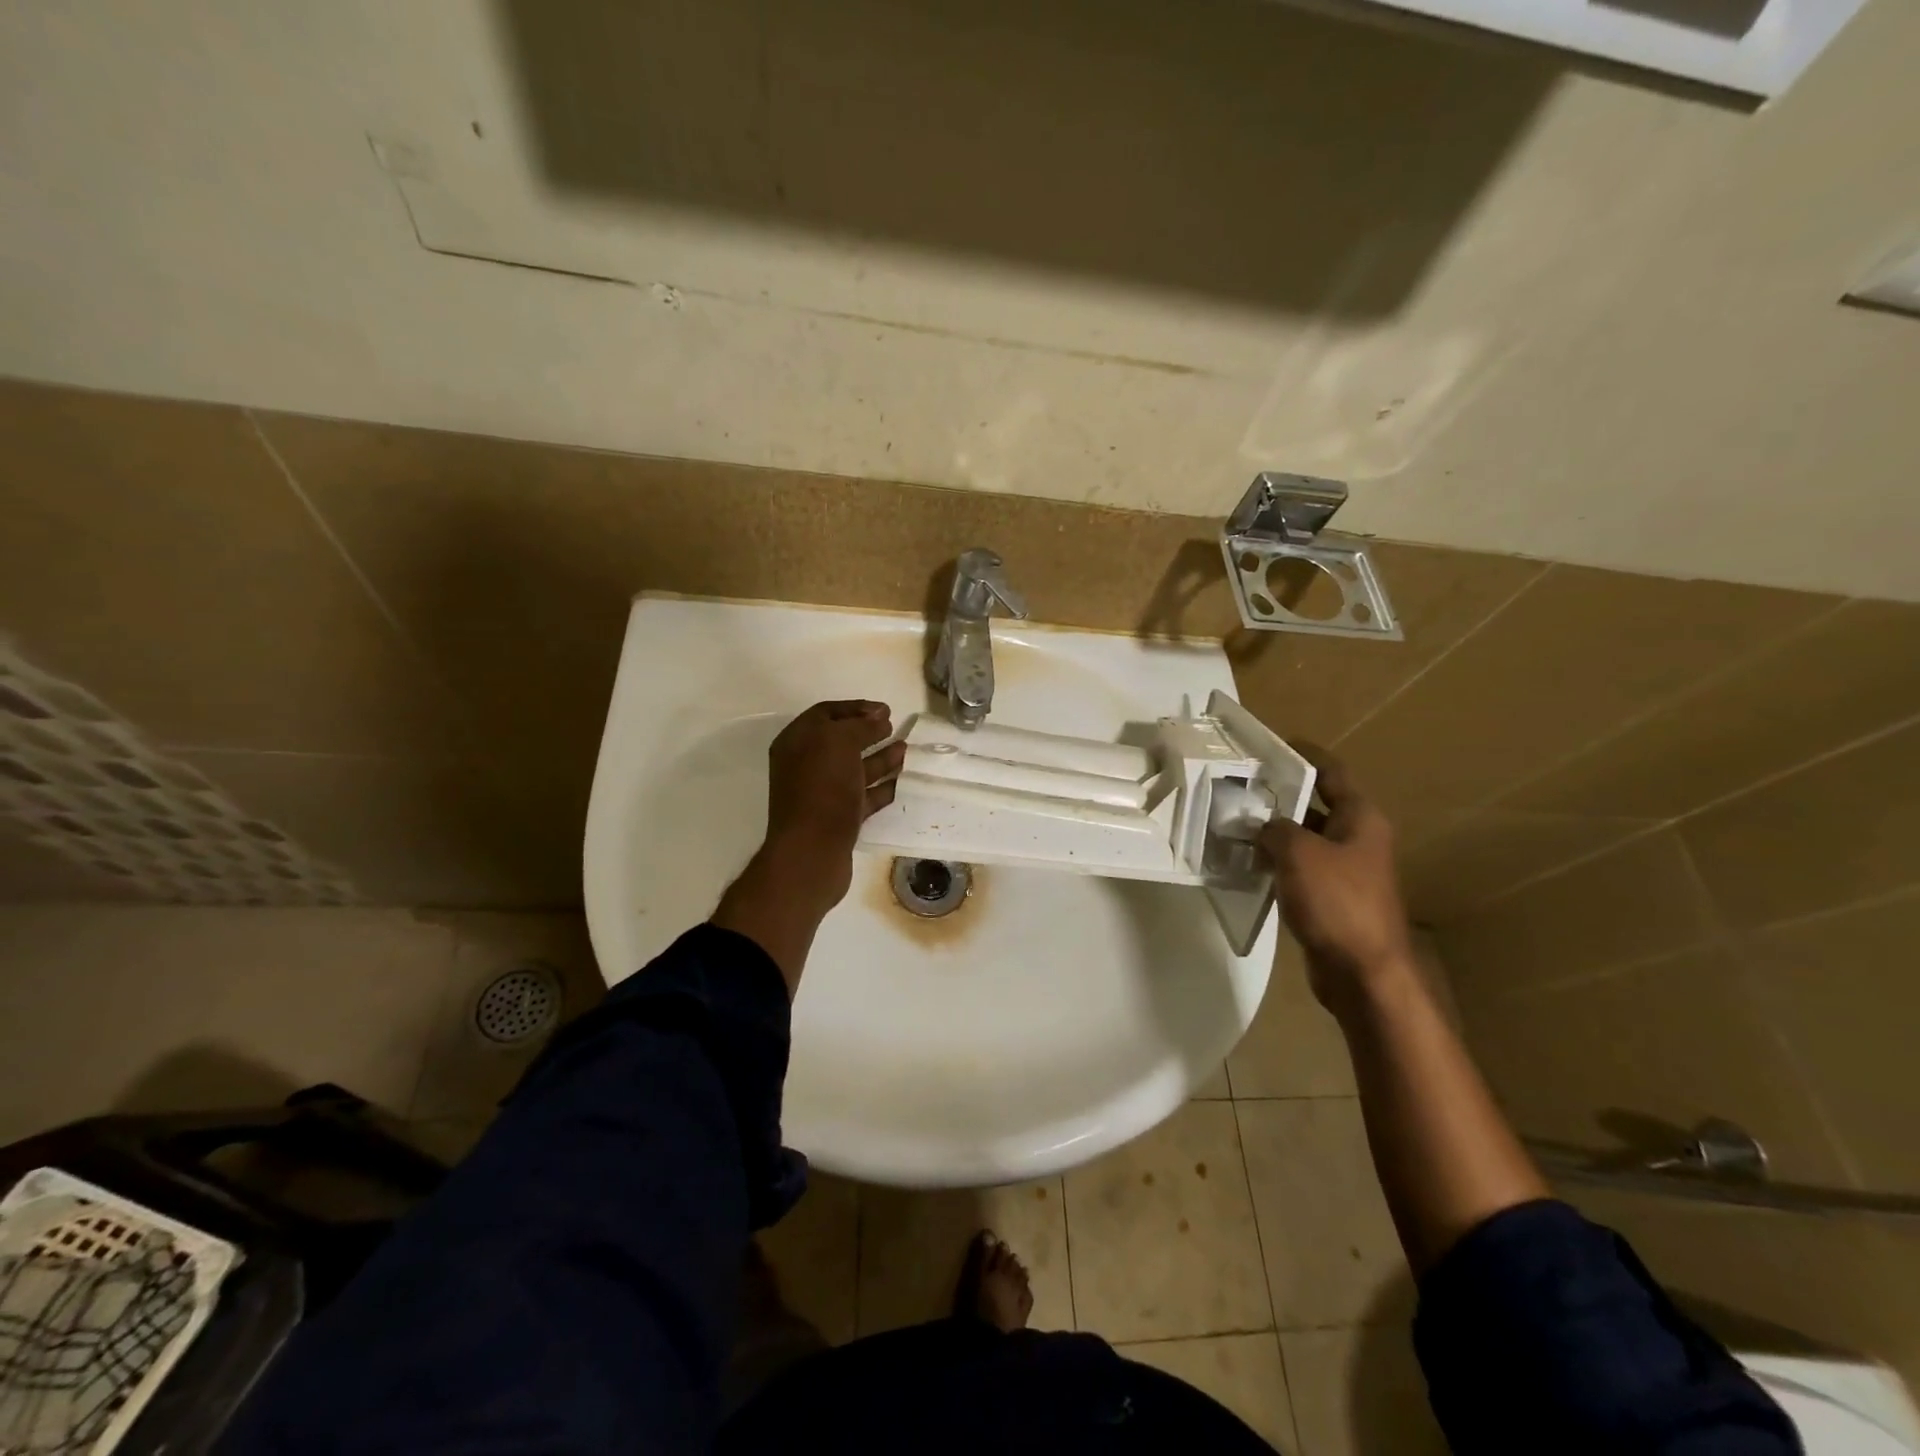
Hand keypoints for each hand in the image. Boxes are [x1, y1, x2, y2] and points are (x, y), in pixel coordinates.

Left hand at [763, 700, 904, 909]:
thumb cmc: (822, 789)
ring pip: (853, 769)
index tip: (886, 710)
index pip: (825, 713)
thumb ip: (860, 725)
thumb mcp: (839, 742)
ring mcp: (821, 794)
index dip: (855, 708)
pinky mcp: (837, 819)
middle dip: (868, 732)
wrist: (812, 852)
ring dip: (880, 758)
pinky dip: (881, 787)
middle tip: (894, 727)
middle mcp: (805, 765)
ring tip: (906, 750)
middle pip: (840, 741)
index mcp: (796, 742)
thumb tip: (878, 717)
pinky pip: (862, 796)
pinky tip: (902, 782)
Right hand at [1259, 751, 1414, 1017]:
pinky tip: (1246, 862)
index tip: (1270, 745)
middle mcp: (1356, 838)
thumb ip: (1275, 829)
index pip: (1331, 772)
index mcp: (1360, 818)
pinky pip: (1299, 868)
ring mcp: (1345, 870)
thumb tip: (1261, 826)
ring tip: (1232, 822)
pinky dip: (1276, 862)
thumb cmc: (1337, 901)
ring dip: (1273, 832)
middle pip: (1315, 805)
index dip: (1303, 755)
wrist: (1363, 972)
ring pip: (1304, 839)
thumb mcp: (1299, 853)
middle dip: (1278, 796)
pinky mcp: (1331, 898)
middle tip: (1237, 787)